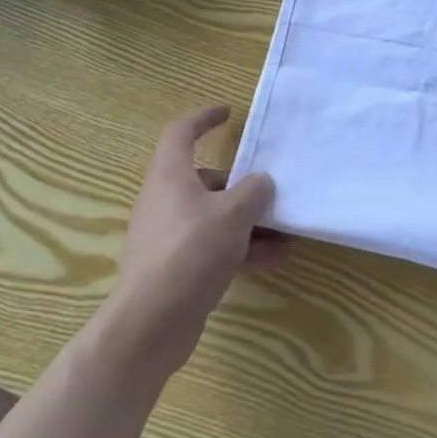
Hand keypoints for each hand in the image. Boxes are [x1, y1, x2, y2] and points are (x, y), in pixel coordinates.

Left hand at [113, 106, 283, 371]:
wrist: (151, 324)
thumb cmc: (191, 251)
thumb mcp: (233, 214)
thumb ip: (253, 192)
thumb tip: (262, 182)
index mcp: (170, 174)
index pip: (181, 132)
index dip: (204, 117)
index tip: (228, 113)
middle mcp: (165, 199)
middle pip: (204, 178)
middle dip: (239, 183)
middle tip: (269, 187)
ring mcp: (168, 236)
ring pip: (212, 216)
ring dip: (247, 220)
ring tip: (285, 228)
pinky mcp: (175, 268)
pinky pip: (213, 246)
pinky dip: (241, 248)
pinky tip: (275, 259)